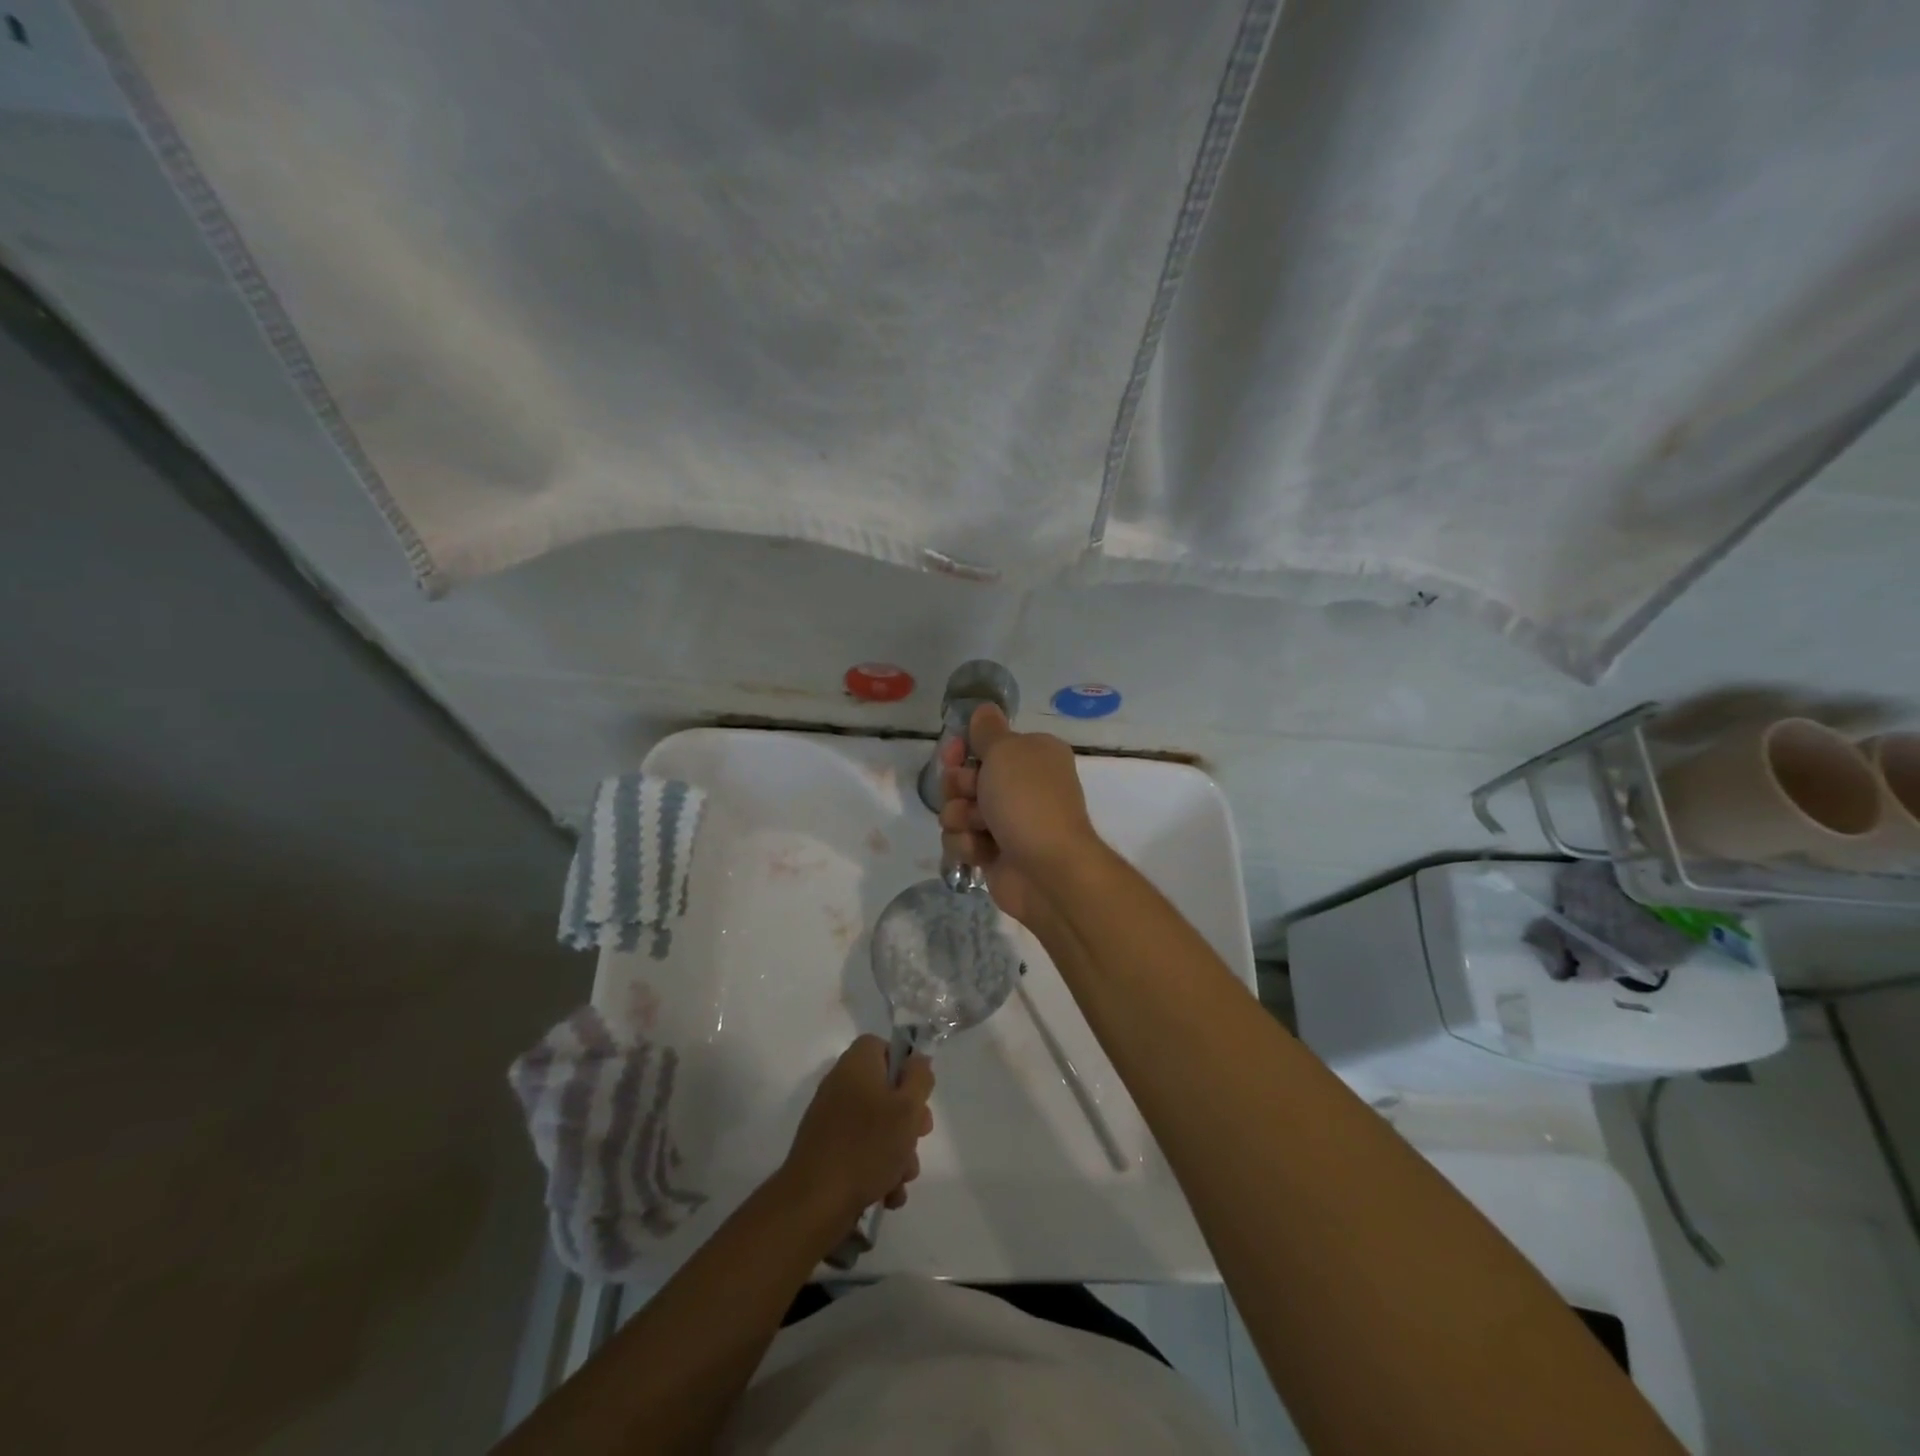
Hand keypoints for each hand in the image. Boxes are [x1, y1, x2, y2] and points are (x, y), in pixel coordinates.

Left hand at [783, 1035, 933, 1226]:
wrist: (814, 1202)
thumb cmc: (867, 1146)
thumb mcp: (907, 1108)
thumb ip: (919, 1077)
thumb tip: (917, 1061)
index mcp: (856, 1065)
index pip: (880, 1046)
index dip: (903, 1065)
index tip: (917, 1093)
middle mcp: (840, 1086)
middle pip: (884, 1090)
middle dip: (907, 1118)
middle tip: (919, 1136)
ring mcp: (831, 1120)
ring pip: (877, 1126)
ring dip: (897, 1151)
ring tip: (902, 1178)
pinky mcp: (827, 1151)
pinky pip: (861, 1151)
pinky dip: (878, 1170)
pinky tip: (888, 1194)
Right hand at [938, 704, 1100, 925]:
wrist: (1048, 869)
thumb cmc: (1028, 800)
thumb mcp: (1006, 750)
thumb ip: (987, 729)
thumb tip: (984, 709)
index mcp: (1032, 755)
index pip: (985, 744)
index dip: (962, 748)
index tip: (953, 753)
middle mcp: (1021, 786)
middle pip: (965, 778)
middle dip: (959, 787)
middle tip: (971, 795)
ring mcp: (1007, 822)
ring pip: (958, 811)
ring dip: (960, 818)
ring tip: (980, 828)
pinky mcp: (995, 853)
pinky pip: (962, 841)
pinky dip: (968, 845)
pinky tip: (982, 852)